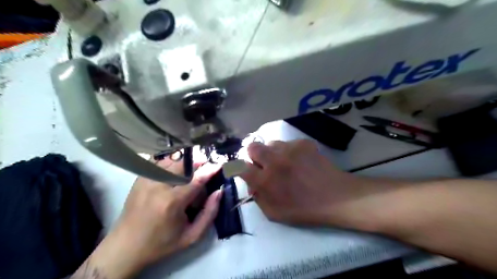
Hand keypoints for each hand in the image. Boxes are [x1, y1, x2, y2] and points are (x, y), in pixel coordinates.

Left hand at [116, 159, 221, 265]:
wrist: (126, 246)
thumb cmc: (162, 243)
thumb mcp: (191, 236)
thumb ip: (209, 213)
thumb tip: (218, 192)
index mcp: (172, 202)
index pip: (196, 179)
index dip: (209, 170)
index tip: (219, 164)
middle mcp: (158, 186)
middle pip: (183, 164)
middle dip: (197, 164)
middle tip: (204, 170)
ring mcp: (147, 180)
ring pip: (171, 161)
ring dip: (185, 164)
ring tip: (190, 173)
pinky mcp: (140, 179)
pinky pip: (159, 163)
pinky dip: (171, 164)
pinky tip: (174, 173)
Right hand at [240, 139, 387, 227]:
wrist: (335, 196)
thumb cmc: (304, 209)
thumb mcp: (274, 213)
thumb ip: (258, 197)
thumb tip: (251, 183)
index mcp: (265, 180)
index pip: (239, 166)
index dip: (237, 167)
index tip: (243, 169)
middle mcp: (274, 161)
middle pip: (252, 147)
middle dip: (254, 155)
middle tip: (264, 164)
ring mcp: (289, 149)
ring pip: (271, 143)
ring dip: (273, 153)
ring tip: (286, 163)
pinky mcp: (302, 143)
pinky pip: (288, 143)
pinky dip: (290, 151)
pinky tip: (300, 160)